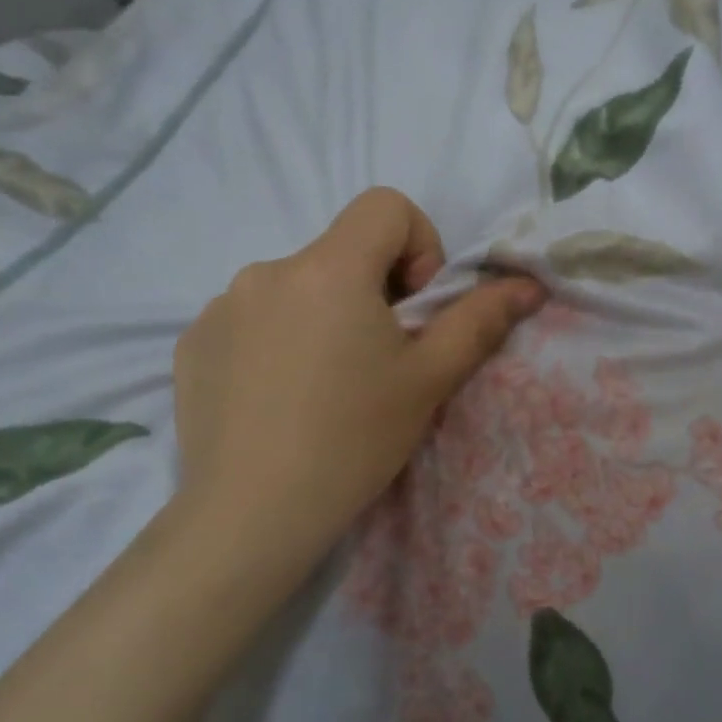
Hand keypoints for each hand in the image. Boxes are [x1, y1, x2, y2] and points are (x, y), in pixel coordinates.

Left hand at [170, 188, 544, 584]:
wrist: (251, 515)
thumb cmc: (354, 440)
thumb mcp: (430, 379)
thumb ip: (480, 320)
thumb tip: (528, 285)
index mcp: (329, 268)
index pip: (385, 206)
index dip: (418, 246)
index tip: (414, 309)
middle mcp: (268, 270)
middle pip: (342, 252)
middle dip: (372, 292)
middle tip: (376, 362)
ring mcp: (222, 305)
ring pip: (297, 288)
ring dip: (323, 318)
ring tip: (323, 387)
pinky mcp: (193, 342)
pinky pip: (252, 319)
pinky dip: (277, 342)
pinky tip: (278, 399)